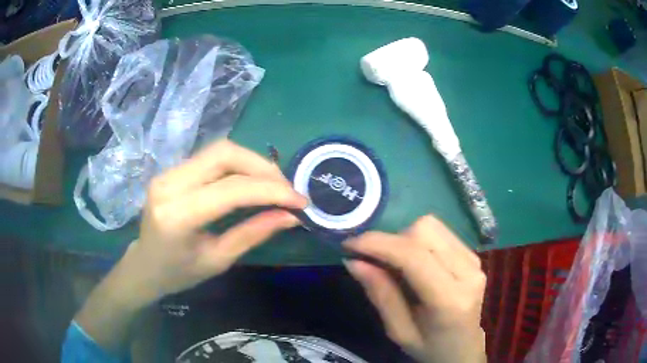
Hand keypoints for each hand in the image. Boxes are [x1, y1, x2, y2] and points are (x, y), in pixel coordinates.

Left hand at [119, 140, 307, 305]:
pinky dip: (238, 165)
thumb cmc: (178, 273)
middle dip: (263, 167)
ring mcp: (167, 172)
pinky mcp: (172, 170)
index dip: (271, 190)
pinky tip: (251, 181)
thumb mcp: (218, 260)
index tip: (300, 200)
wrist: (145, 265)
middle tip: (287, 188)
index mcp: (177, 215)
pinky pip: (211, 158)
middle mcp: (169, 184)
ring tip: (274, 185)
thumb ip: (253, 233)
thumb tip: (290, 216)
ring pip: (219, 150)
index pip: (231, 189)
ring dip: (252, 163)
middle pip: (224, 154)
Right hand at [344, 216, 486, 362]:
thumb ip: (381, 295)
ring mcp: (474, 260)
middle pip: (424, 231)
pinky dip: (417, 240)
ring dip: (404, 238)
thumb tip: (354, 261)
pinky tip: (413, 262)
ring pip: (431, 226)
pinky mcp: (473, 254)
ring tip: (394, 263)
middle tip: (374, 260)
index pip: (414, 257)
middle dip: (391, 241)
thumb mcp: (399, 332)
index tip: (349, 245)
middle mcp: (468, 272)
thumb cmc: (429, 347)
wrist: (463, 348)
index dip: (378, 244)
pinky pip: (439, 232)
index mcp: (450, 299)